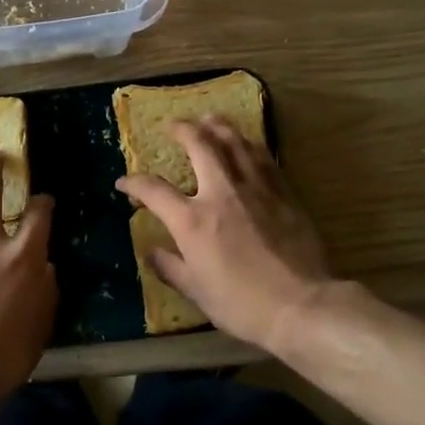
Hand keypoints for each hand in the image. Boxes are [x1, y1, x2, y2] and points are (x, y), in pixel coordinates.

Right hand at [117, 117, 333, 352]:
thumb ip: (171, 267)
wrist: (301, 305)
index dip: (134, 183)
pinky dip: (250, 145)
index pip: (154, 190)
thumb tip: (152, 252)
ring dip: (219, 126)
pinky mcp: (285, 193)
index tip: (123, 183)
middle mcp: (222, 193)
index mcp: (192, 220)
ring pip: (236, 143)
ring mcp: (256, 189)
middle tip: (173, 125)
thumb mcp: (197, 292)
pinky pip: (264, 158)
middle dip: (183, 130)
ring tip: (209, 119)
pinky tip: (247, 144)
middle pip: (200, 145)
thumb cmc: (242, 304)